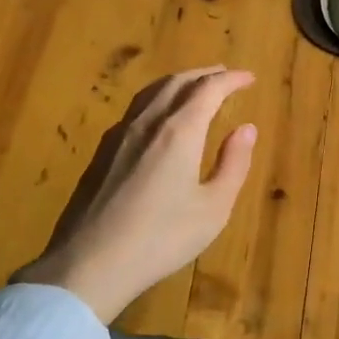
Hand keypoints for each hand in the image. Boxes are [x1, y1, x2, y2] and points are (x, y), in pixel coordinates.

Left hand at [18, 66, 256, 321]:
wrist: (89, 264)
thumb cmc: (161, 239)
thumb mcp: (213, 208)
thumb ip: (233, 164)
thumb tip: (246, 128)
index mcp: (180, 131)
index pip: (209, 89)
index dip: (231, 80)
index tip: (249, 78)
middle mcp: (148, 122)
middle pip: (177, 82)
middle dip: (205, 74)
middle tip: (225, 75)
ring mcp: (120, 135)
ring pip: (151, 92)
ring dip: (178, 82)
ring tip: (194, 87)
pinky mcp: (102, 153)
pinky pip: (135, 109)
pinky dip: (157, 99)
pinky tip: (158, 118)